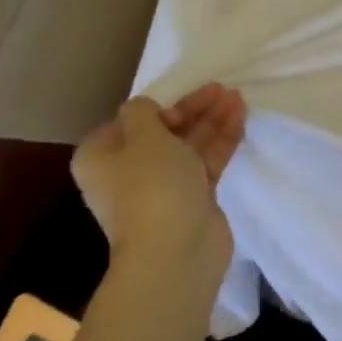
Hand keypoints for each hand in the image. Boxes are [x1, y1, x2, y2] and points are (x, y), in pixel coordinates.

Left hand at [73, 84, 245, 267]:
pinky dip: (221, 141)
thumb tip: (146, 110)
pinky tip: (239, 119)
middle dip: (193, 110)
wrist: (175, 250)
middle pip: (163, 132)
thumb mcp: (143, 136)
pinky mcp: (193, 198)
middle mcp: (128, 171)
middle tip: (220, 90)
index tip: (178, 106)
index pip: (128, 123)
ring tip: (237, 97)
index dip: (156, 109)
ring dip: (212, 121)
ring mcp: (163, 187)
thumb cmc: (150, 186)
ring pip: (189, 145)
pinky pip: (206, 162)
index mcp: (102, 157)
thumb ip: (143, 113)